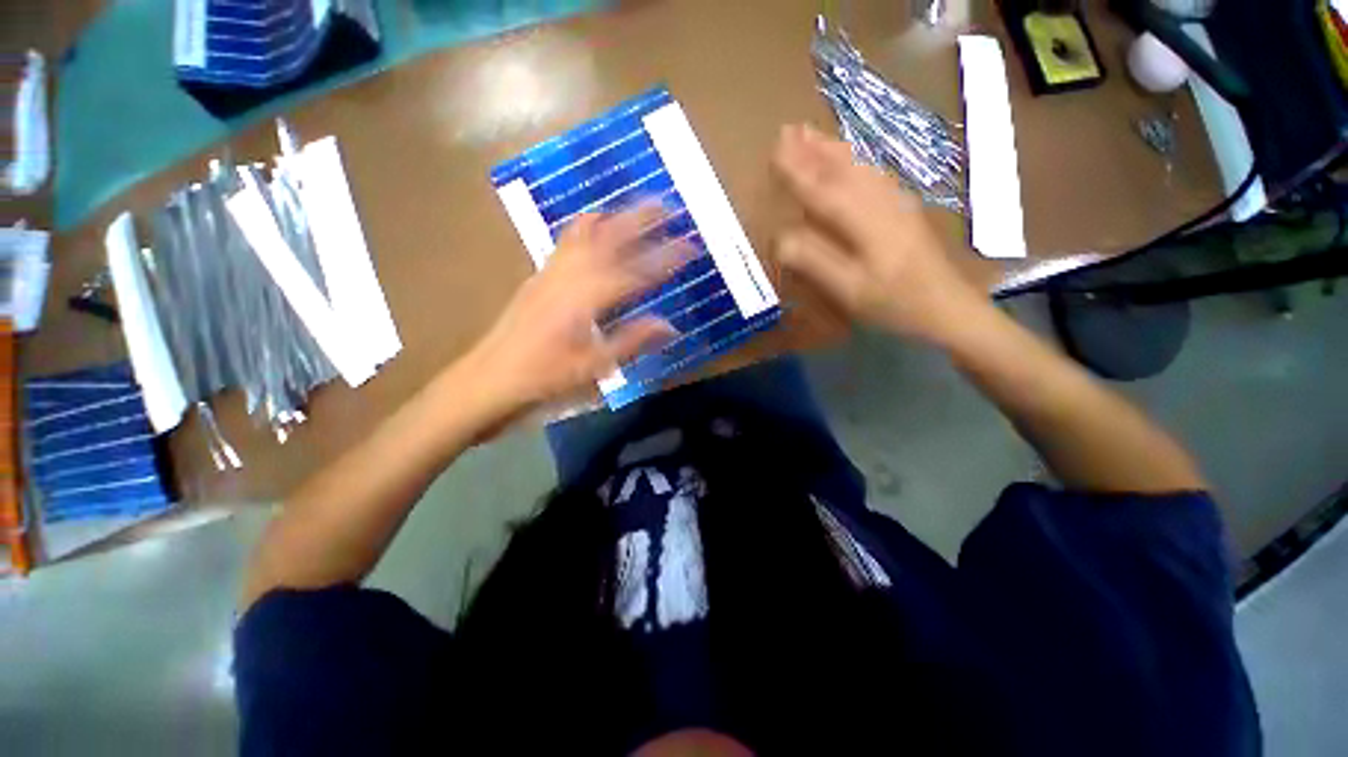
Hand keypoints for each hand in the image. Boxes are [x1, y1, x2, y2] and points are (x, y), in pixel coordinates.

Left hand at [459, 207, 692, 423]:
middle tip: (668, 206)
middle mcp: (571, 274)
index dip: (666, 257)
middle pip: (611, 236)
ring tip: (637, 208)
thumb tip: (670, 326)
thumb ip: (634, 340)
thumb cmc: (547, 375)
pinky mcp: (541, 272)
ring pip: (587, 230)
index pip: (636, 271)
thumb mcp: (596, 365)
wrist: (493, 374)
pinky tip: (597, 227)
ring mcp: (553, 269)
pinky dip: (588, 226)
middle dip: (642, 218)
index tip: (691, 246)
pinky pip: (568, 239)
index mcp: (588, 298)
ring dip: (616, 215)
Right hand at [772, 124, 990, 345]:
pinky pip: (875, 174)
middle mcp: (881, 202)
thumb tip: (780, 238)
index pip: (822, 190)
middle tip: (788, 129)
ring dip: (833, 149)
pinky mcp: (905, 209)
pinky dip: (856, 160)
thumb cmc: (895, 303)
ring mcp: (897, 203)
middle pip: (843, 169)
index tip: (773, 149)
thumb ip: (814, 261)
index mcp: (864, 222)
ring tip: (811, 133)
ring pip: (860, 167)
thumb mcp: (849, 290)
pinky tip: (851, 157)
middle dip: (813, 149)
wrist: (948, 308)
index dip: (796, 171)